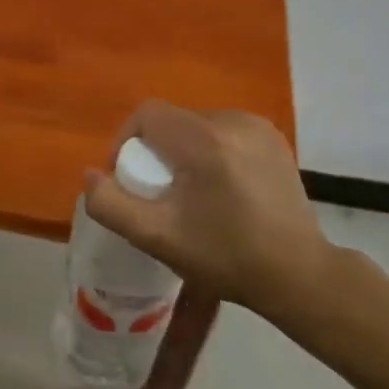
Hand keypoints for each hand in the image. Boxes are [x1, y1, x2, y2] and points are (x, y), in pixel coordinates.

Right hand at [83, 101, 338, 336]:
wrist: (298, 274)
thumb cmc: (225, 256)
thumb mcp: (157, 238)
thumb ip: (111, 205)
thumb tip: (90, 175)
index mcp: (205, 141)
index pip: (147, 114)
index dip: (126, 140)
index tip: (130, 178)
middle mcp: (233, 121)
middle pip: (172, 119)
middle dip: (156, 149)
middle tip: (159, 192)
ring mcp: (258, 127)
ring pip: (197, 124)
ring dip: (182, 149)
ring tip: (189, 190)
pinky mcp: (273, 137)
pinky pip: (223, 130)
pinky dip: (210, 150)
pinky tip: (220, 186)